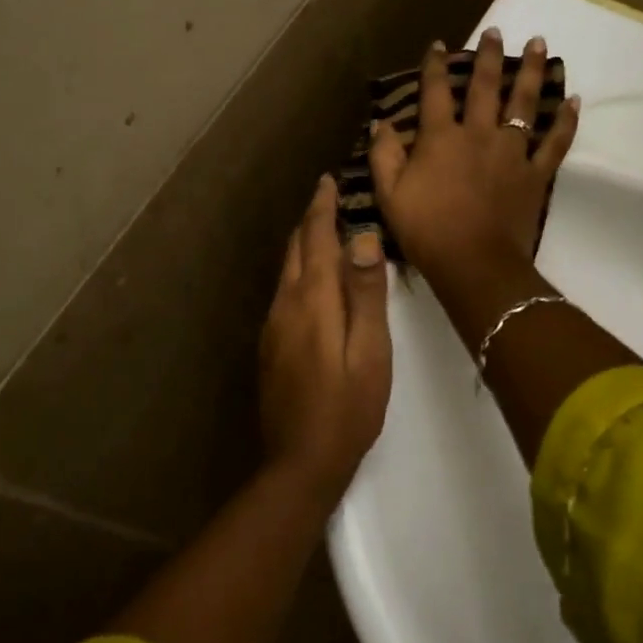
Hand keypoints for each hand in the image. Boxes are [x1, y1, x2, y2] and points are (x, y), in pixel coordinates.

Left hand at [258, 174, 392, 497]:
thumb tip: (362, 238)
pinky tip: (313, 281)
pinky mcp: (270, 346)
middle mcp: (285, 306)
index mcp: (312, 302)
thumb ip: (366, 295)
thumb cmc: (348, 408)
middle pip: (295, 250)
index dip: (321, 208)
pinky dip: (299, 271)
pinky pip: (284, 292)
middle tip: (328, 197)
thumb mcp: (371, 352)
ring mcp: (273, 327)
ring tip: (323, 230)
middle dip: (310, 220)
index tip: (327, 180)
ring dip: (303, 244)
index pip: (314, 240)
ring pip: (286, 271)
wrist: (300, 462)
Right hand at [366, 31, 579, 288]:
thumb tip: (382, 123)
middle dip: (490, 56)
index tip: (440, 45)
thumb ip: (383, 155)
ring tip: (539, 43)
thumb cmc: (426, 231)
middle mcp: (478, 134)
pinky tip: (572, 99)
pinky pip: (555, 142)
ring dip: (531, 71)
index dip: (436, 66)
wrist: (474, 263)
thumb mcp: (389, 195)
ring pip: (524, 103)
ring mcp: (511, 152)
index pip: (436, 92)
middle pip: (486, 87)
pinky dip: (565, 121)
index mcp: (441, 138)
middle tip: (498, 31)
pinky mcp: (535, 174)